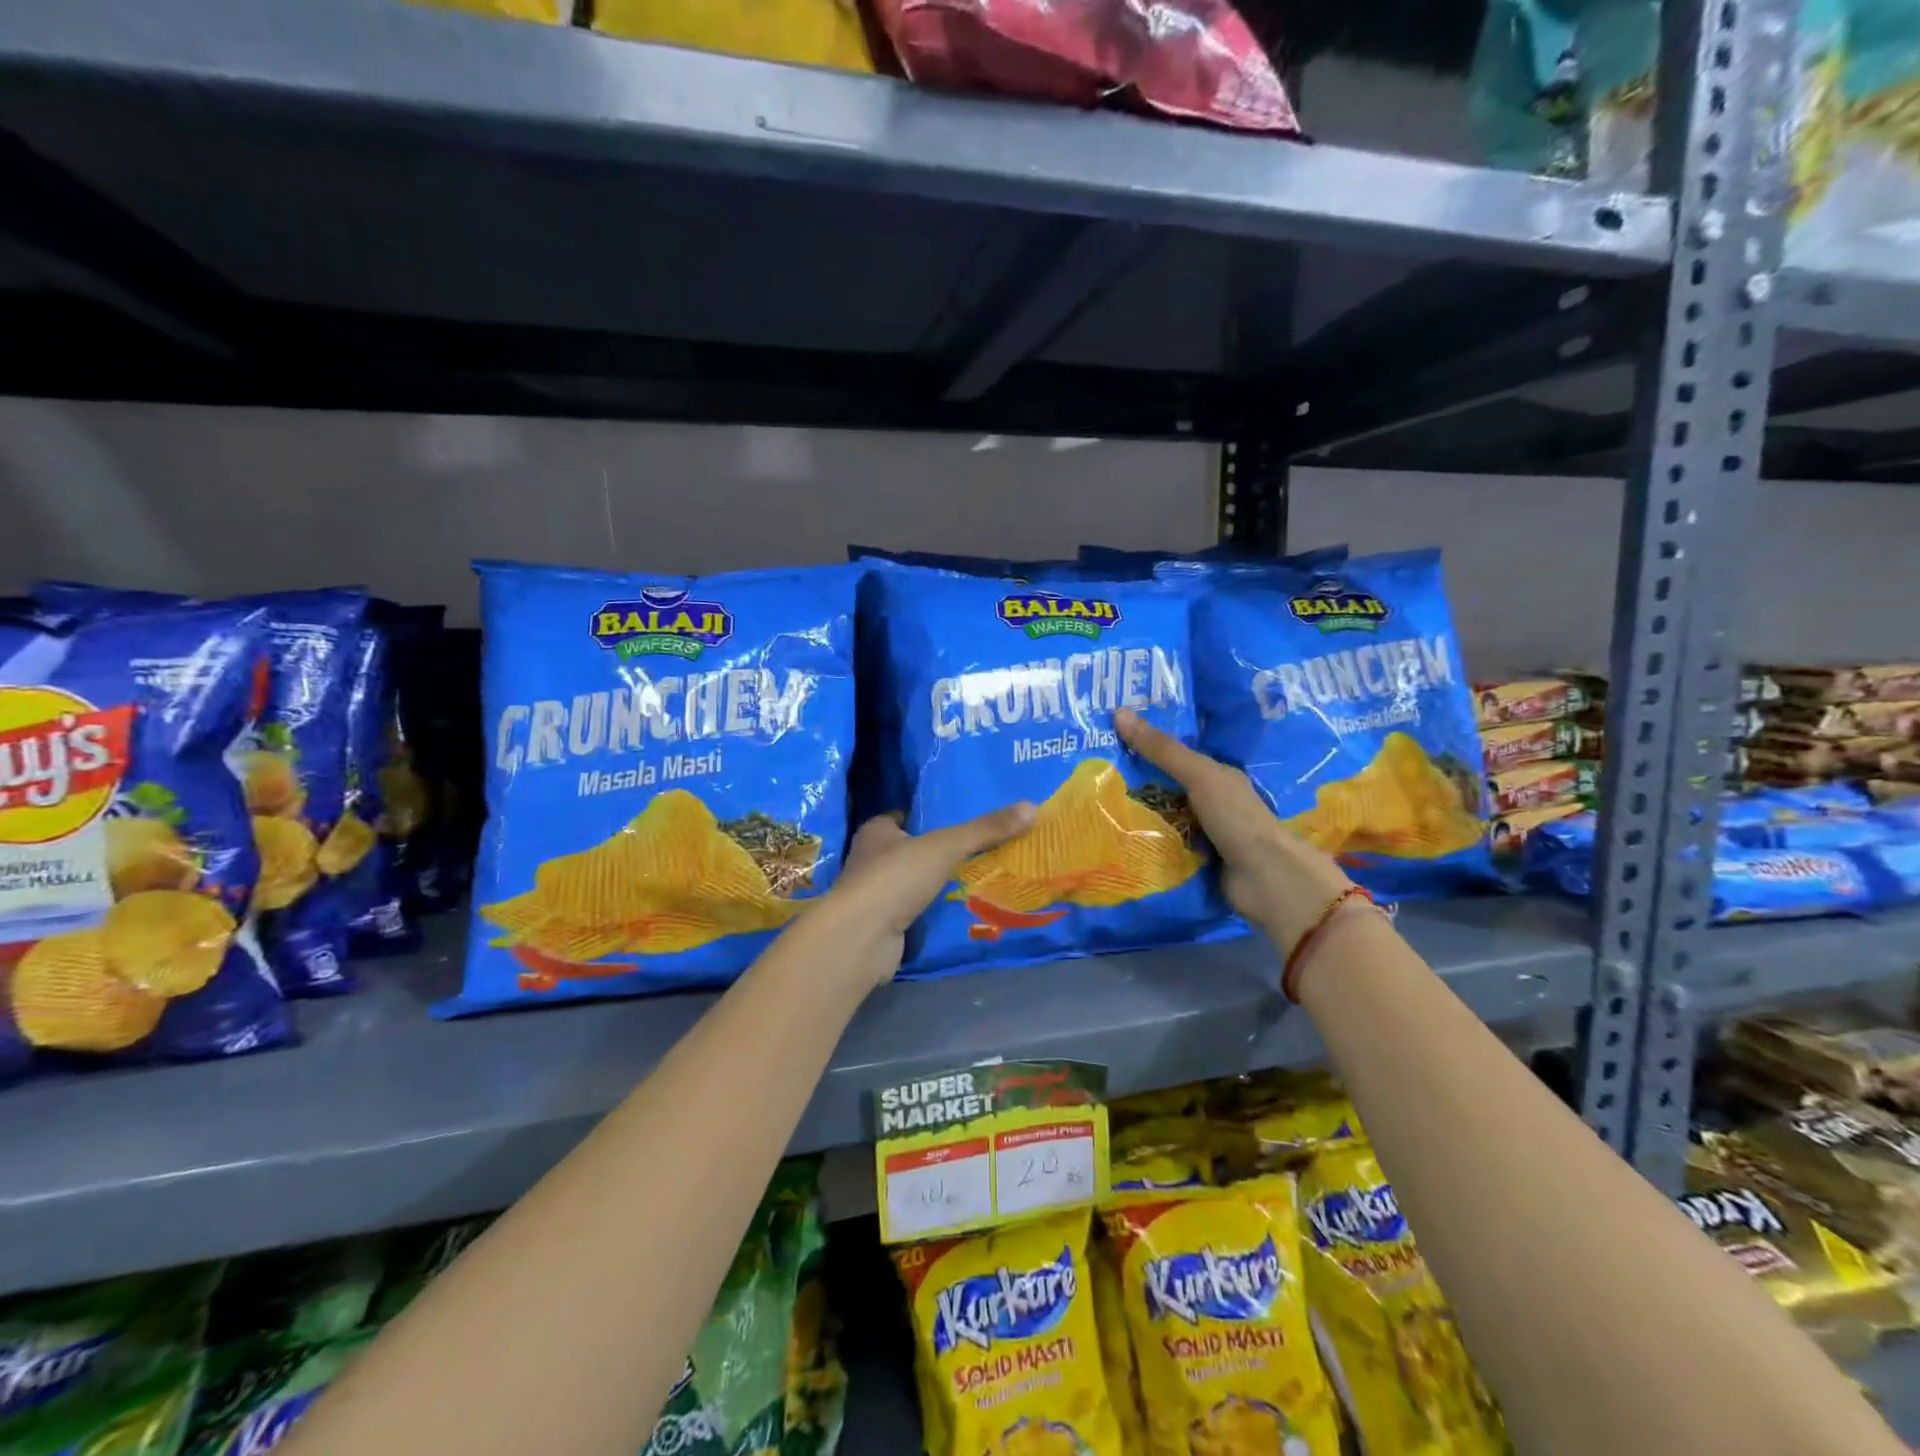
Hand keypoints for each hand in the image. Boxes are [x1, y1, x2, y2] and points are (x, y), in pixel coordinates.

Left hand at [821, 803, 1035, 988]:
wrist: (862, 938)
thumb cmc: (896, 878)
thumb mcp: (946, 845)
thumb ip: (985, 829)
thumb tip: (1032, 807)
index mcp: (877, 832)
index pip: (903, 816)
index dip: (928, 815)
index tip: (959, 816)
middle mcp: (871, 859)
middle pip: (909, 849)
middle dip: (937, 850)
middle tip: (979, 847)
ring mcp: (876, 895)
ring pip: (912, 882)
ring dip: (936, 882)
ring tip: (978, 876)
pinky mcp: (883, 925)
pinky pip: (915, 911)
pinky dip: (932, 911)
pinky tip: (960, 909)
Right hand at [1114, 707, 1352, 952]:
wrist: (1266, 879)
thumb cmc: (1236, 818)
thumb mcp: (1199, 776)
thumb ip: (1162, 749)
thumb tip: (1119, 712)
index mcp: (1217, 776)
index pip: (1175, 754)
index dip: (1145, 745)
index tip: (1107, 738)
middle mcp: (1211, 802)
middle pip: (1164, 787)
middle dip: (1133, 783)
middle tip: (1091, 773)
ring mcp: (1203, 834)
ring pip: (1161, 819)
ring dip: (1135, 816)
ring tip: (1093, 807)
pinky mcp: (1194, 863)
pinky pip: (1162, 847)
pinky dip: (1143, 845)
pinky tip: (1113, 841)